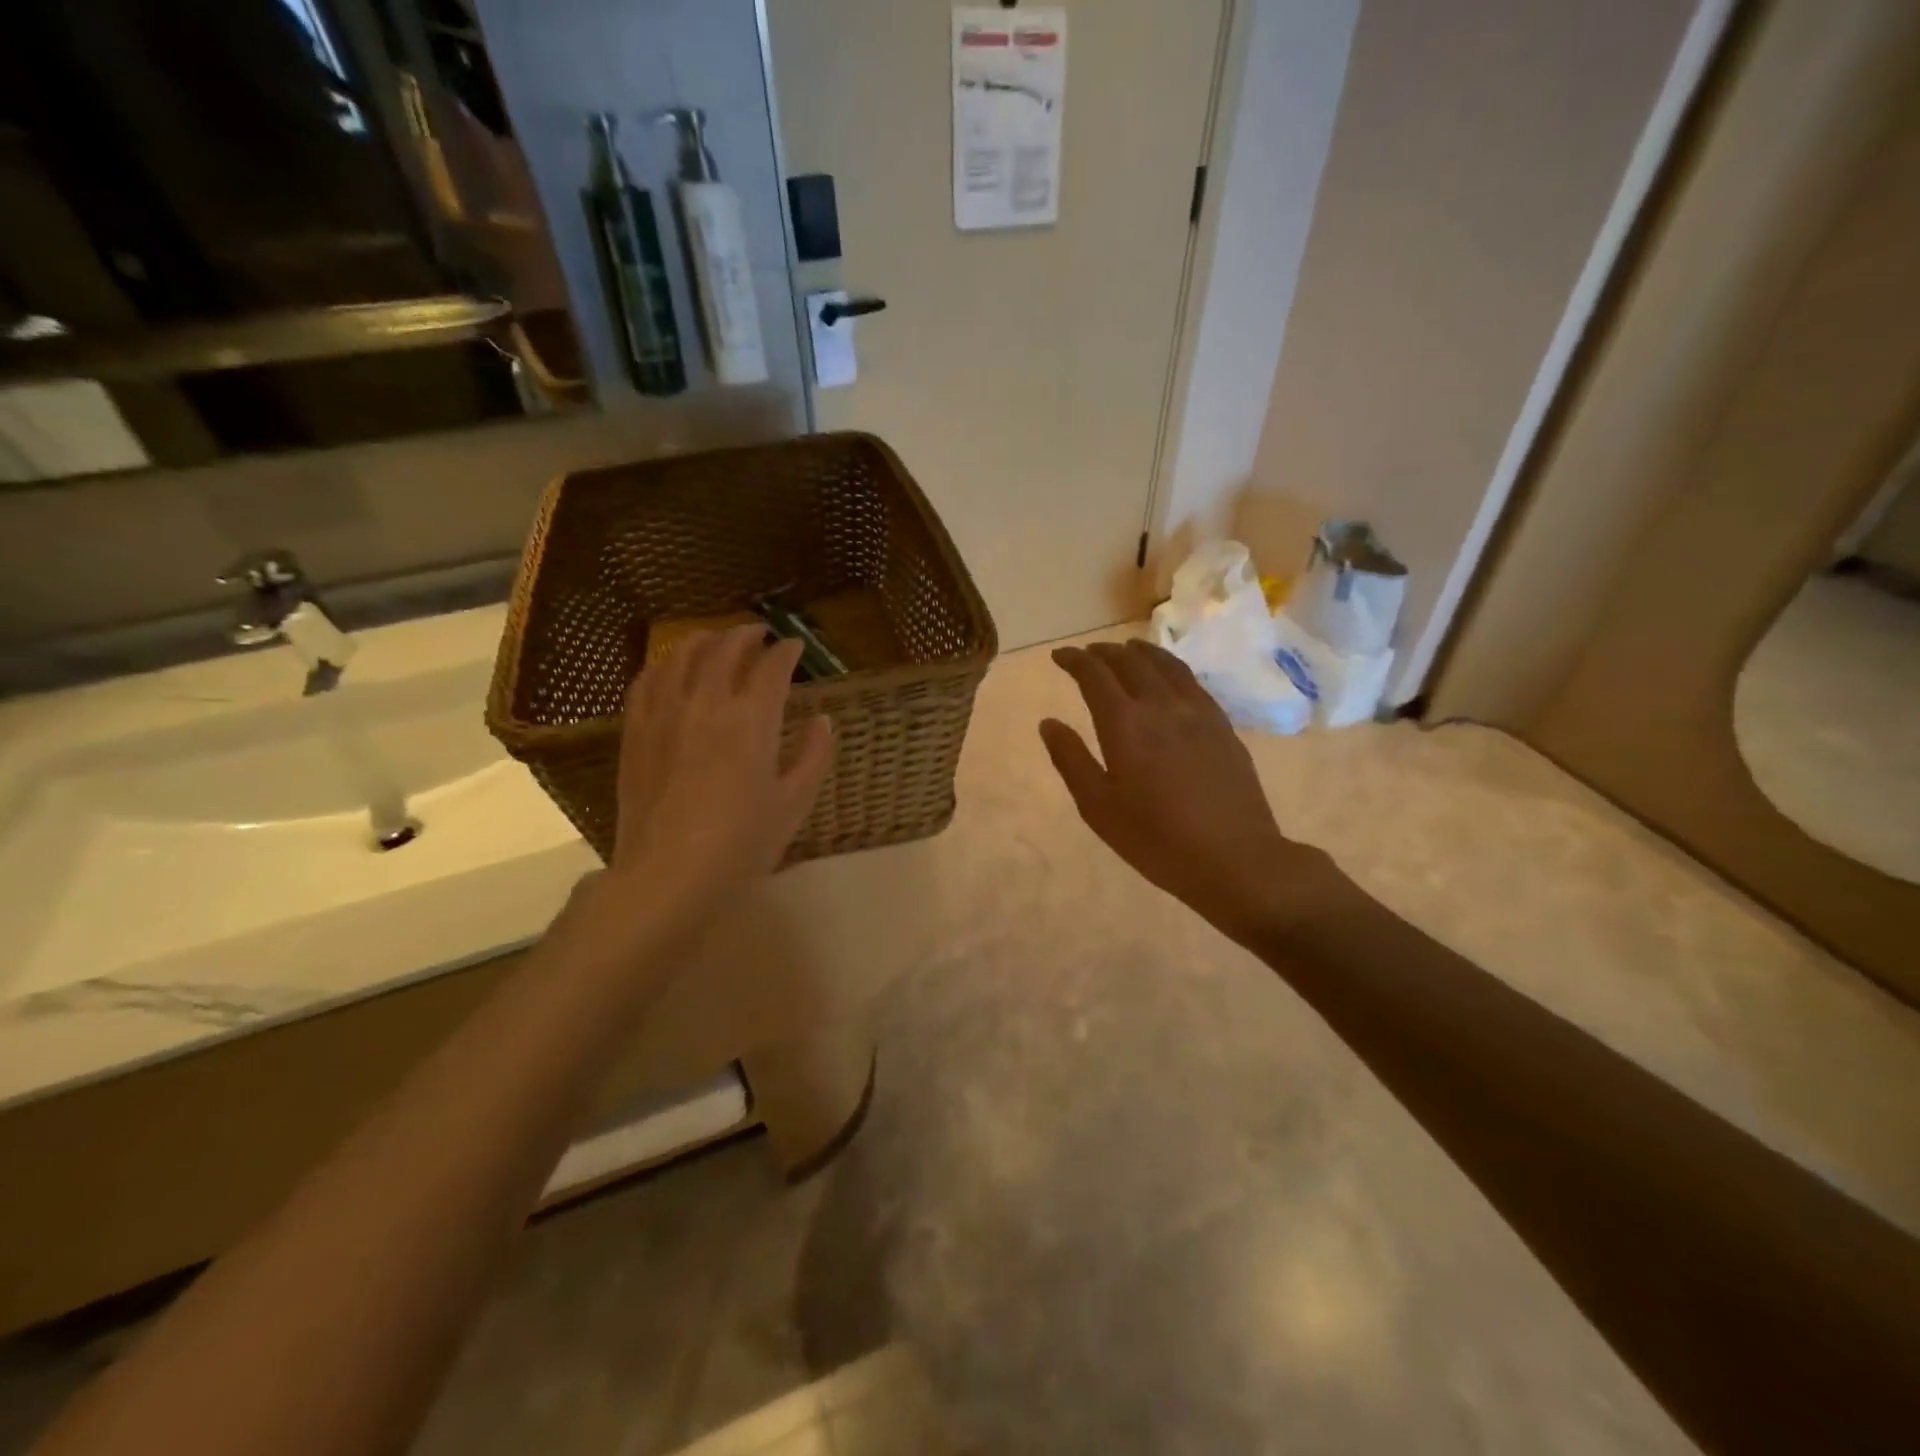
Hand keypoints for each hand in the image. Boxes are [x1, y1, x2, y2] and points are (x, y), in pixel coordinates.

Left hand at [607, 624, 832, 908]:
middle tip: (760, 634)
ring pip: (682, 656)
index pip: (772, 667)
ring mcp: (665, 714)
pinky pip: (647, 680)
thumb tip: (824, 720)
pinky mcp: (636, 731)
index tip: (795, 647)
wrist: (669, 875)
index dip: (787, 651)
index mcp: (752, 720)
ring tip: (716, 640)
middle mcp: (707, 704)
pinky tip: (671, 666)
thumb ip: (814, 755)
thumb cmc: (742, 843)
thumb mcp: (794, 803)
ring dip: (704, 640)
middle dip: (746, 635)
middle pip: (725, 649)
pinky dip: (665, 664)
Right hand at [1040, 640, 1338, 945]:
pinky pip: (1191, 681)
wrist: (1235, 858)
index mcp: (1125, 725)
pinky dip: (1170, 667)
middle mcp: (1161, 706)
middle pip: (1129, 662)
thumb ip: (1071, 760)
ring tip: (1126, 650)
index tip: (1059, 656)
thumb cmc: (1156, 840)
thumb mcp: (1099, 808)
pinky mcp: (1222, 724)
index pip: (1094, 675)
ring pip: (1165, 665)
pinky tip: (1168, 677)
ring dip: (1139, 652)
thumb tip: (1048, 723)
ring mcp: (1197, 712)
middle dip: (1103, 652)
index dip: (1074, 660)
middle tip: (1087, 654)